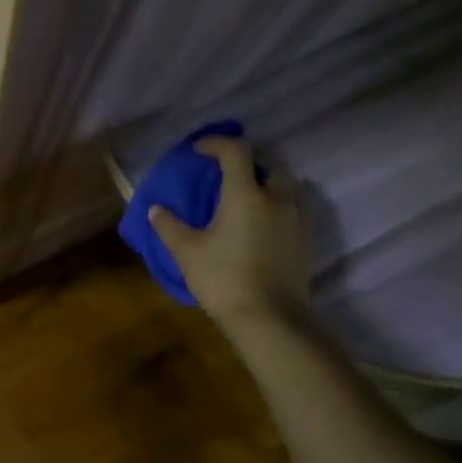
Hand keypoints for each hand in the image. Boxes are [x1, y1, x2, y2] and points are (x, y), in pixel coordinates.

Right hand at [149, 135, 309, 326]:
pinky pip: (293, 211)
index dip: (216, 144)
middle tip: (226, 178)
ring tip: (245, 202)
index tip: (198, 150)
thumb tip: (156, 209)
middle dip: (248, 165)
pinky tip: (260, 228)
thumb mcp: (187, 252)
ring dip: (266, 186)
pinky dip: (276, 209)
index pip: (235, 151)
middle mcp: (276, 199)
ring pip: (286, 189)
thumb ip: (169, 226)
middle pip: (268, 166)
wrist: (271, 319)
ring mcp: (296, 220)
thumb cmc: (224, 279)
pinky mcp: (305, 242)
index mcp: (245, 194)